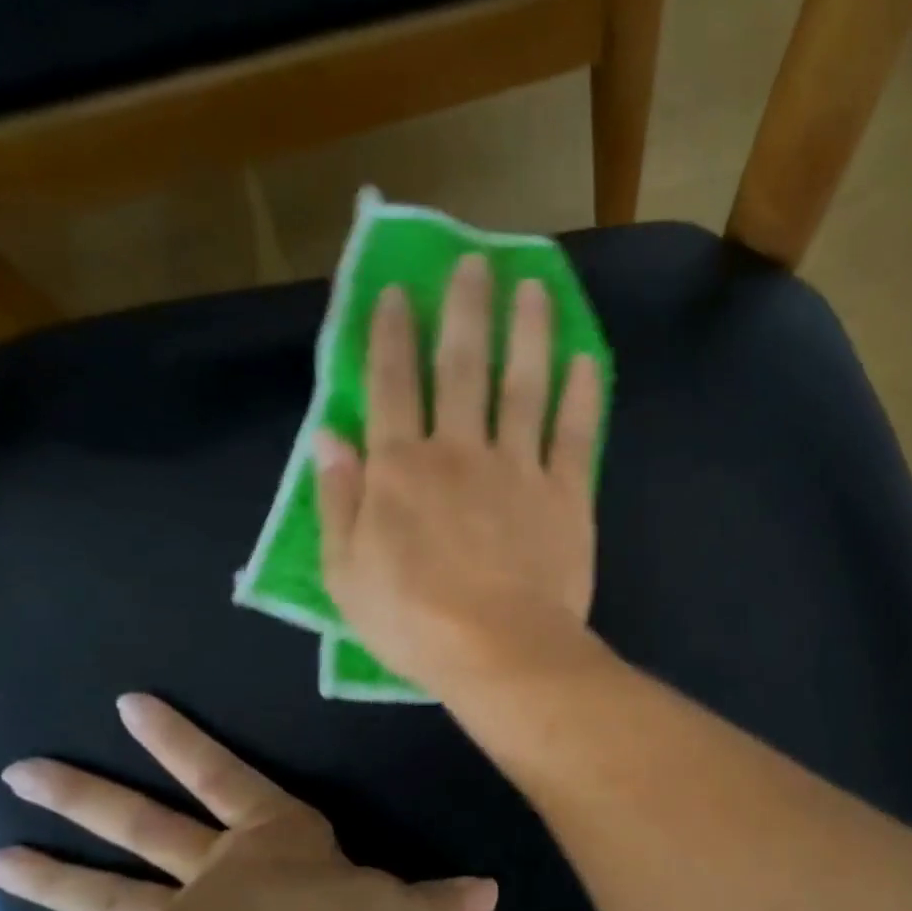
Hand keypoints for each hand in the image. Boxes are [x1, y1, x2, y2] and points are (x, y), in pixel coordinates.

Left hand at [0, 693, 496, 910]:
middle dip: (89, 798)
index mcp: (269, 835)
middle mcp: (214, 866)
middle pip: (145, 825)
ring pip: (111, 892)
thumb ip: (429, 902)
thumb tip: (492, 894)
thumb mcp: (382, 906)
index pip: (224, 773)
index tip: (126, 704)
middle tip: (20, 775)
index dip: (182, 739)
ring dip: (57, 879)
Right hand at [314, 254, 603, 703]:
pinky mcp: (567, 495)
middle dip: (465, 309)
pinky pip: (575, 436)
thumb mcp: (346, 571)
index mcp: (402, 468)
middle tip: (474, 260)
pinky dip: (581, 396)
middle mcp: (460, 451)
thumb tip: (327, 435)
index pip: (392, 384)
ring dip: (528, 332)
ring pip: (523, 386)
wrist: (499, 650)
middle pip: (462, 367)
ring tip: (534, 286)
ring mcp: (519, 469)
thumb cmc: (414, 621)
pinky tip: (584, 359)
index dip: (392, 333)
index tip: (399, 290)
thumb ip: (337, 498)